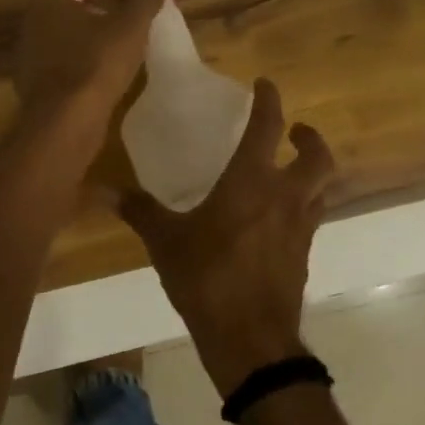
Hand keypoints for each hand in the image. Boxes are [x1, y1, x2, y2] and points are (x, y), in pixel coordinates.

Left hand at [15, 0, 169, 152]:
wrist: (67, 122)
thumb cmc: (97, 64)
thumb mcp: (130, 27)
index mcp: (50, 5)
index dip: (109, 5)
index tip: (129, 19)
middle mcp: (32, 30)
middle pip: (74, 24)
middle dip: (98, 32)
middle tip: (128, 44)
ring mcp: (29, 64)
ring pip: (67, 52)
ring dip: (88, 57)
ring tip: (117, 69)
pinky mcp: (33, 93)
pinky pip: (62, 78)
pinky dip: (78, 81)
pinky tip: (98, 91)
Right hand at [118, 78, 336, 396]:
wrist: (251, 340)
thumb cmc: (208, 278)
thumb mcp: (166, 242)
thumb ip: (139, 211)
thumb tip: (101, 189)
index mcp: (252, 181)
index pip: (268, 127)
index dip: (269, 100)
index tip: (265, 84)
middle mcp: (285, 197)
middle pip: (318, 157)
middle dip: (310, 138)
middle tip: (294, 131)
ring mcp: (300, 228)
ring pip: (322, 188)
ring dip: (313, 172)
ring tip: (292, 170)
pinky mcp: (303, 256)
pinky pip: (311, 218)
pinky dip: (302, 207)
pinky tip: (278, 219)